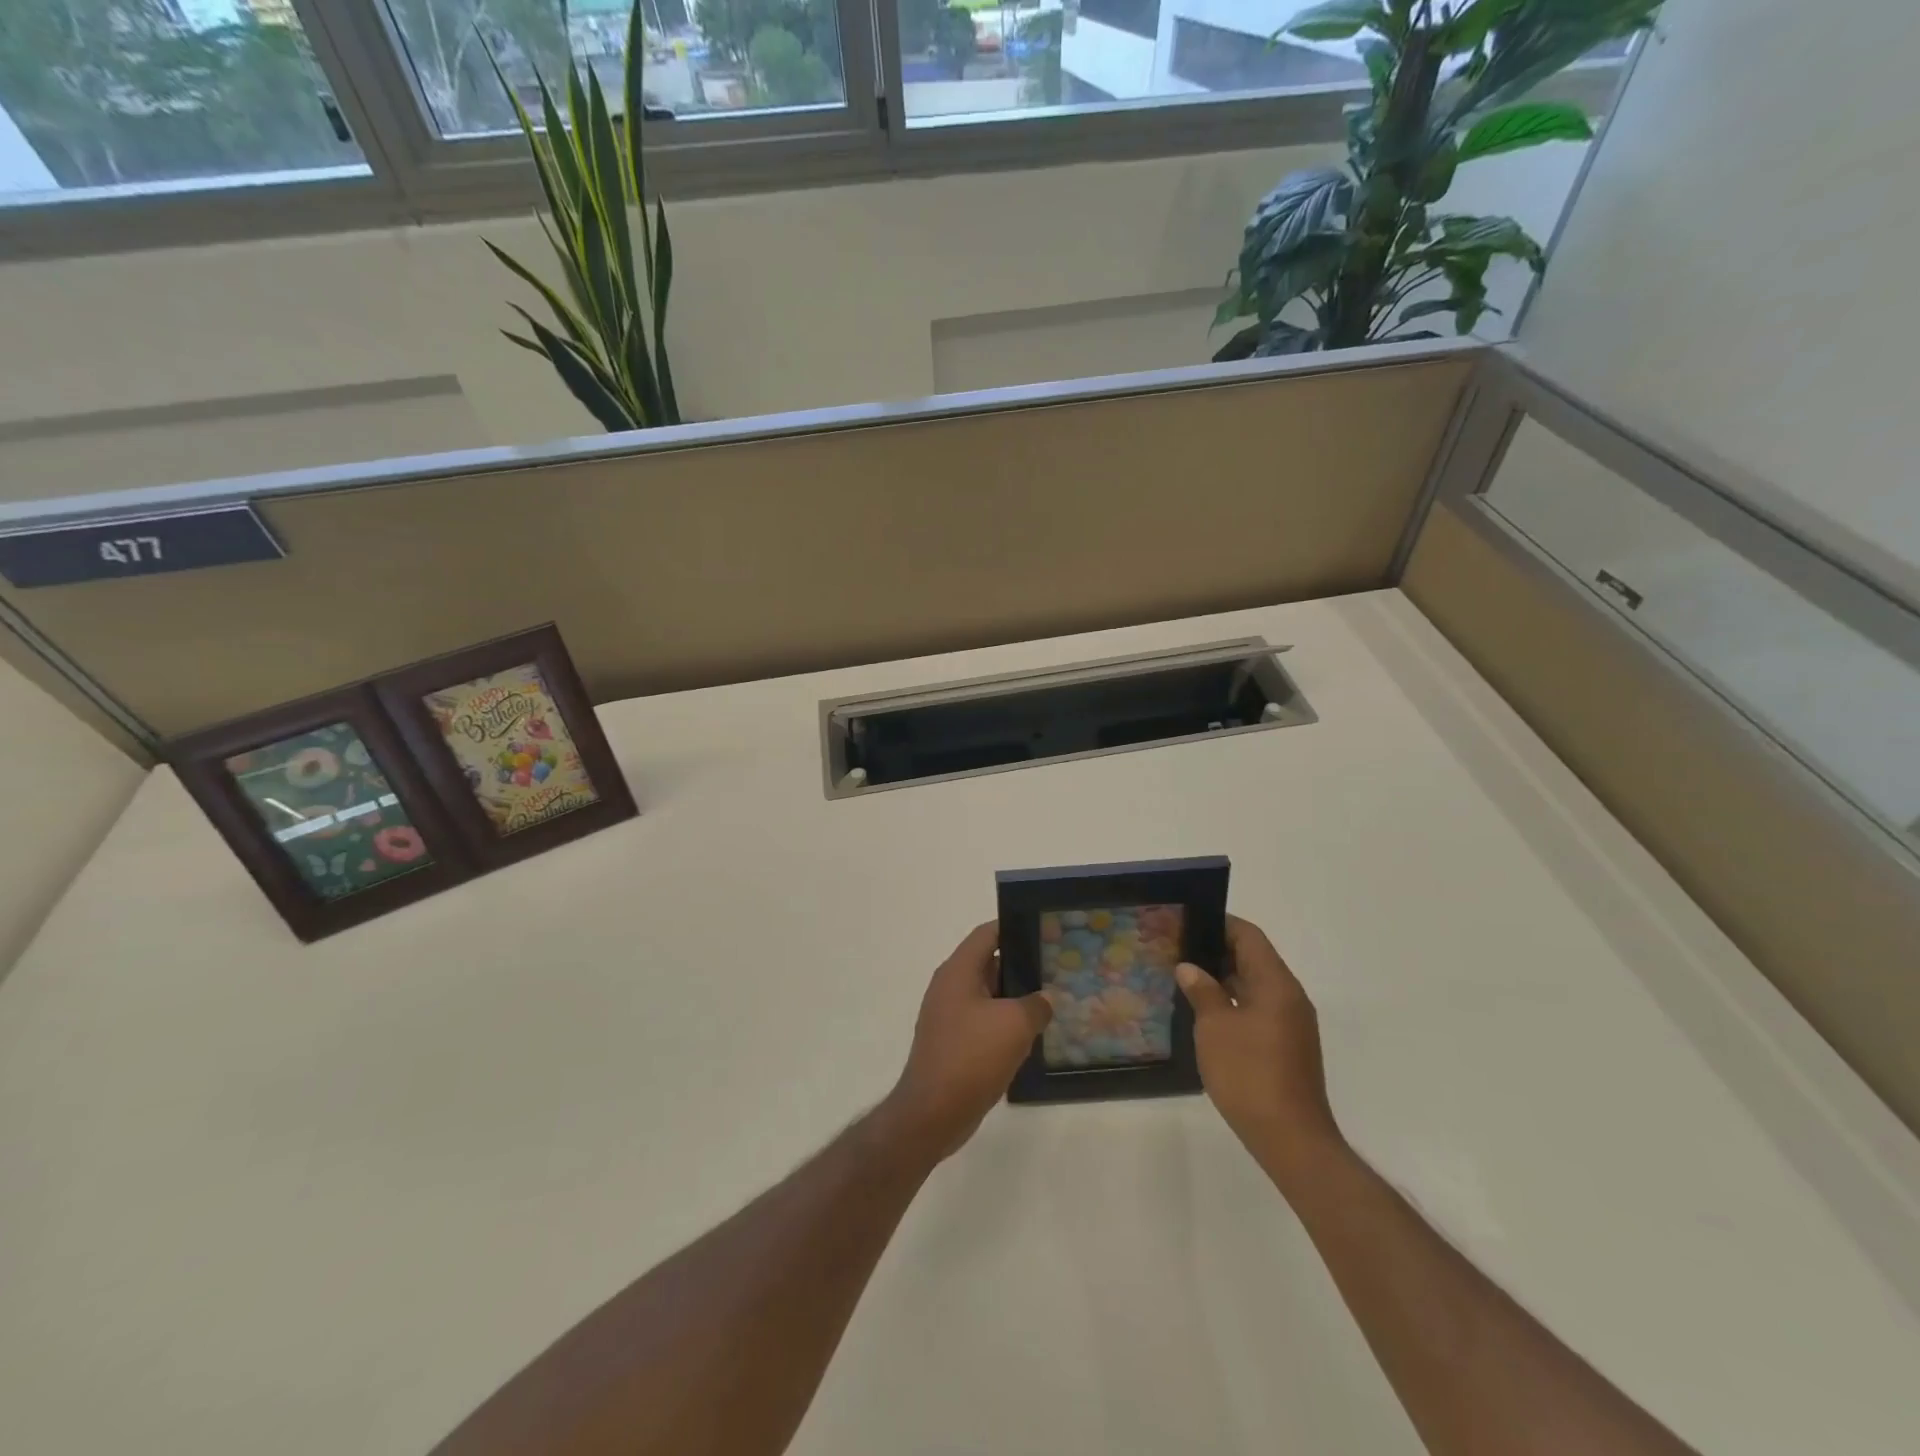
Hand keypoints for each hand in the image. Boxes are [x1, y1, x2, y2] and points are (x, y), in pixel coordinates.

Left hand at [881, 922, 1052, 1163]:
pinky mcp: (953, 1043)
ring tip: (1052, 1001)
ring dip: (1016, 999)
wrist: (933, 1113)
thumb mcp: (1014, 1025)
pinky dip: (1005, 1024)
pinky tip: (1032, 1036)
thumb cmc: (971, 1057)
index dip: (1015, 928)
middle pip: (989, 963)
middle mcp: (950, 987)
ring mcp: (949, 1016)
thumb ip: (1036, 1004)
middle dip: (1022, 966)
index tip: (1045, 931)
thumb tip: (1045, 999)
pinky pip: (984, 1022)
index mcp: (958, 971)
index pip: (987, 934)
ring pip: (989, 996)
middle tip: (1057, 968)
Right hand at [1176, 916, 1342, 1189]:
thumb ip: (1203, 991)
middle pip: (1253, 959)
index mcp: (1276, 984)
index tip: (1188, 921)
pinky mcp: (1286, 1047)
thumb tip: (1189, 968)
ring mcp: (1290, 1024)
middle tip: (1178, 949)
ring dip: (1223, 978)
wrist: (1291, 1139)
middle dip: (1216, 950)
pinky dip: (1233, 1002)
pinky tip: (1205, 1012)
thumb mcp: (1215, 1027)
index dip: (1220, 924)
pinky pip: (1257, 1009)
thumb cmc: (1250, 1074)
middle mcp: (1289, 997)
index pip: (1249, 937)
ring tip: (1184, 977)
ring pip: (1254, 986)